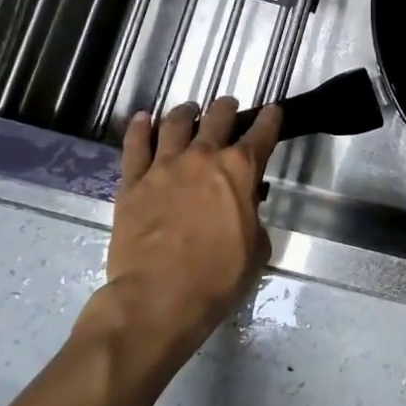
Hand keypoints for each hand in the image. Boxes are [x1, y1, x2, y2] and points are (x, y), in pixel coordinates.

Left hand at [96, 98, 282, 354]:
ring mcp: (165, 166)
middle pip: (218, 116)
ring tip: (189, 111)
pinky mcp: (133, 182)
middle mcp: (203, 156)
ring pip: (175, 123)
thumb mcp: (256, 250)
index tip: (272, 111)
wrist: (157, 298)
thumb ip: (253, 218)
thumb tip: (245, 209)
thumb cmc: (216, 279)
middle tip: (228, 106)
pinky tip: (143, 119)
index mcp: (240, 170)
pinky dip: (140, 128)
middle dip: (227, 107)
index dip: (270, 119)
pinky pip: (135, 145)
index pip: (262, 134)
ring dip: (186, 112)